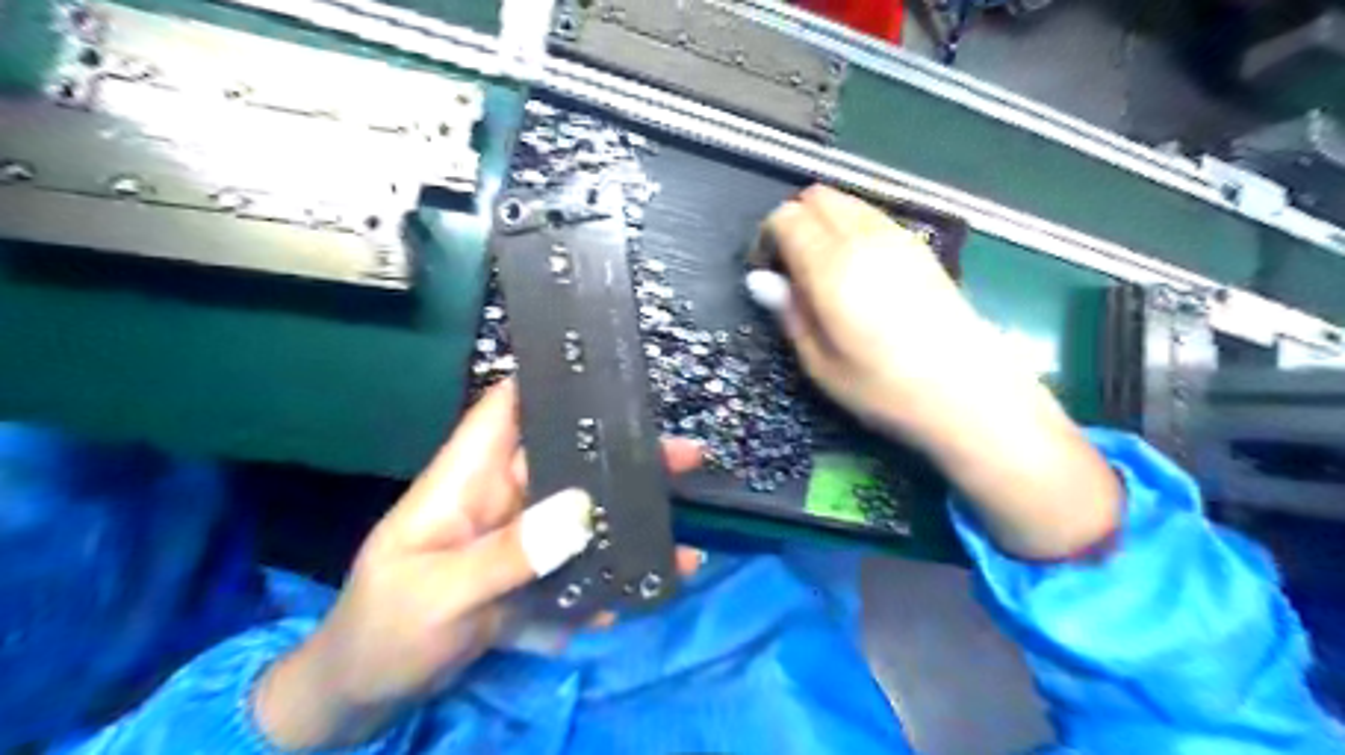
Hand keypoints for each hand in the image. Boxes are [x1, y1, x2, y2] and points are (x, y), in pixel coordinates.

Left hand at [256, 382, 707, 749]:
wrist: (366, 693)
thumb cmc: (383, 630)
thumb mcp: (440, 594)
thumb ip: (508, 554)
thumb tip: (581, 509)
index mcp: (466, 480)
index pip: (506, 409)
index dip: (550, 381)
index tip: (609, 373)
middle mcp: (500, 497)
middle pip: (565, 458)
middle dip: (622, 452)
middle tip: (685, 455)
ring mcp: (520, 538)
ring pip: (583, 511)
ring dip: (630, 515)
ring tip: (684, 530)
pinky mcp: (533, 574)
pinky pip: (583, 562)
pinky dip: (616, 570)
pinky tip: (653, 582)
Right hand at [751, 184, 1120, 557]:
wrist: (969, 393)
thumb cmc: (885, 389)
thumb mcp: (821, 365)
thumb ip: (789, 314)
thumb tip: (760, 280)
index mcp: (832, 266)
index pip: (786, 217)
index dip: (768, 239)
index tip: (769, 274)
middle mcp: (864, 237)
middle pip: (817, 197)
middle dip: (795, 222)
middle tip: (793, 269)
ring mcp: (898, 237)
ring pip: (848, 201)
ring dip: (825, 223)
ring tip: (825, 271)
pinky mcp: (921, 247)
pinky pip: (873, 216)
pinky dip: (853, 228)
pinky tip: (859, 271)